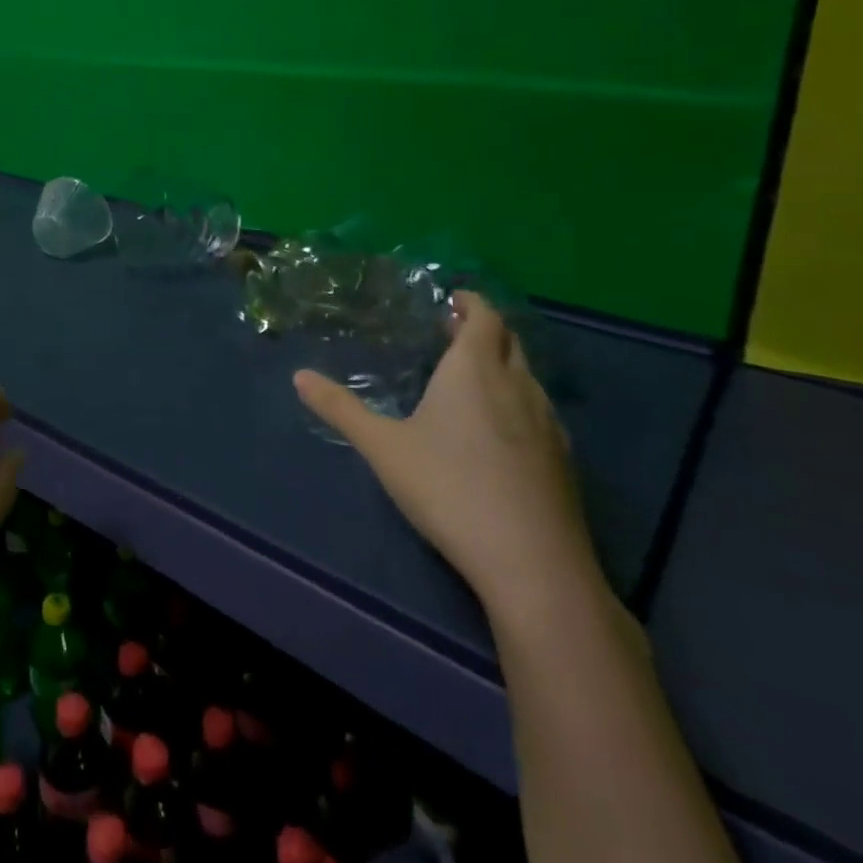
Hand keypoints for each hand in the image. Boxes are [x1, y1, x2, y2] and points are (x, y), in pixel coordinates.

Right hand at [294, 292, 600, 626]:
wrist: (532, 563)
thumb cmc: (449, 488)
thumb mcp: (382, 447)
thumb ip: (340, 408)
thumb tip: (298, 376)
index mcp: (475, 370)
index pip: (484, 317)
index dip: (470, 302)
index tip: (452, 299)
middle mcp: (518, 386)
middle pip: (509, 341)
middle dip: (484, 329)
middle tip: (453, 331)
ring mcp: (548, 423)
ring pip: (527, 376)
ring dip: (502, 363)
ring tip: (472, 375)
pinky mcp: (563, 460)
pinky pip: (539, 409)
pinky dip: (517, 399)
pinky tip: (499, 429)